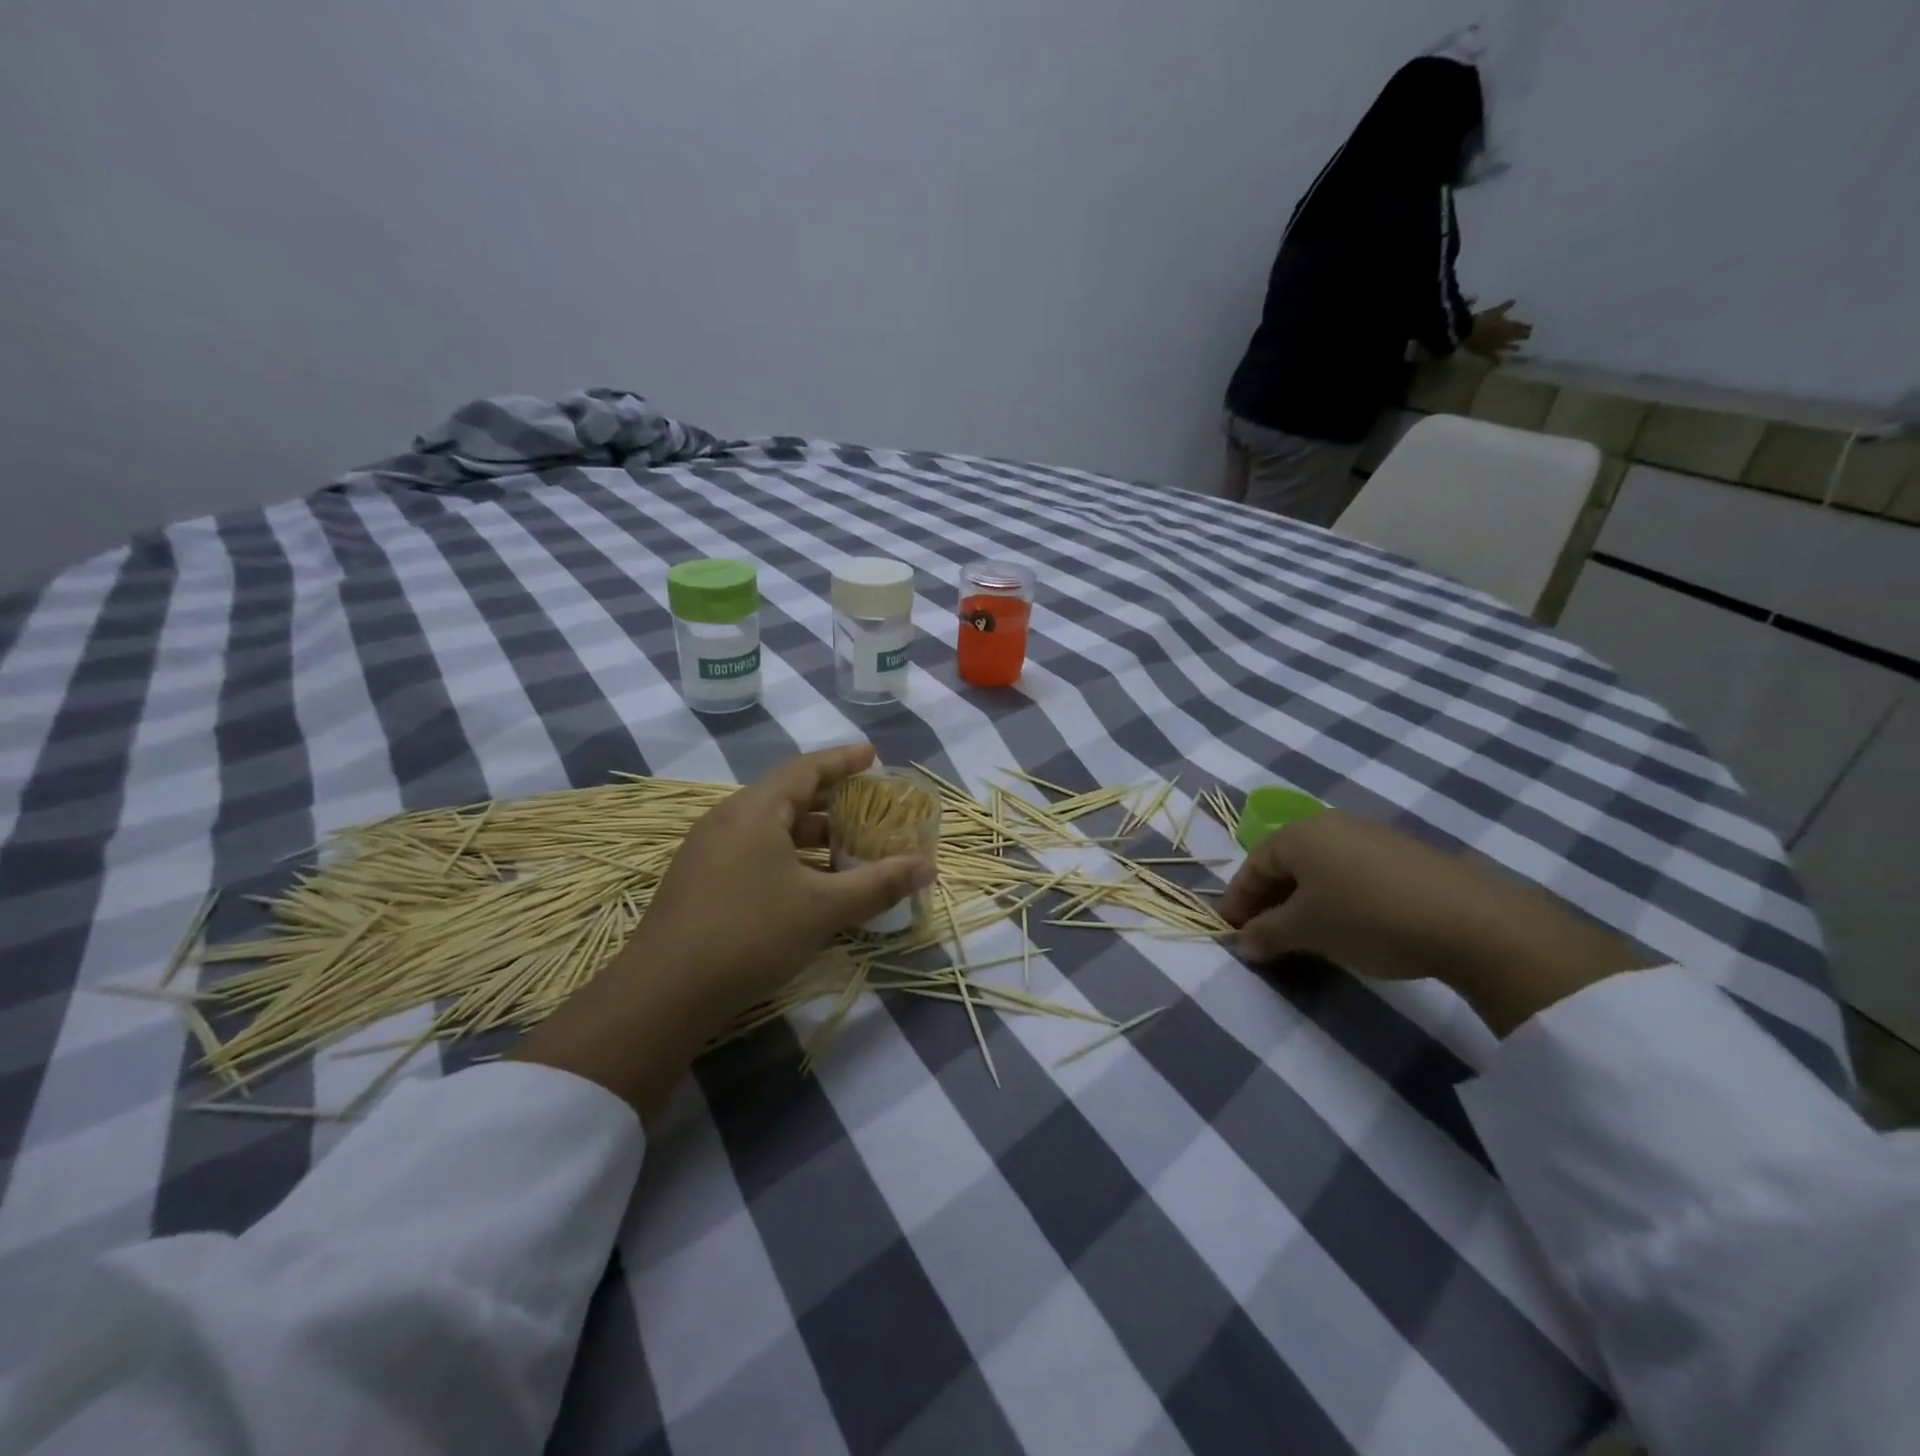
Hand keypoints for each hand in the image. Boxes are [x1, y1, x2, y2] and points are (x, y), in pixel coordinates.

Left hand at [511, 744, 933, 1117]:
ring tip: (847, 849)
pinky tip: (808, 885)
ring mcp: (708, 850)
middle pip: (789, 797)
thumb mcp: (823, 908)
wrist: (663, 992)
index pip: (807, 768)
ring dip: (811, 835)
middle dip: (832, 802)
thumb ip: (878, 883)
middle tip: (870, 809)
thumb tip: (928, 866)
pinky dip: (788, 857)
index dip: (843, 760)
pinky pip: (754, 852)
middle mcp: (728, 819)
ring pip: (770, 829)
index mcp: (755, 809)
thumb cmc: (750, 933)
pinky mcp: (700, 881)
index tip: (873, 755)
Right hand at [1218, 811, 1643, 1035]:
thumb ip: (1266, 934)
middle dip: (1270, 899)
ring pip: (1320, 868)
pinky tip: (1348, 924)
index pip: (1253, 865)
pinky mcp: (1405, 854)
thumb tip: (1244, 942)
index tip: (1231, 931)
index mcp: (1297, 834)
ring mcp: (1371, 835)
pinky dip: (1337, 896)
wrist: (1471, 920)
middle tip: (1264, 934)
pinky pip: (1352, 872)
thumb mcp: (1306, 930)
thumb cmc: (1367, 917)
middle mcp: (1330, 824)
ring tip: (1305, 934)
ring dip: (1304, 900)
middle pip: (1286, 863)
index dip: (1238, 900)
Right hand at [1465, 300, 1531, 359]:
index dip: (1526, 326)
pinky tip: (1499, 362)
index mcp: (1508, 326)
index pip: (1520, 326)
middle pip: (1516, 337)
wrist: (1467, 333)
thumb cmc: (1482, 320)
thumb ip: (1505, 306)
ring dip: (1513, 348)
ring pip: (1508, 347)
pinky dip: (1496, 360)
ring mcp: (1496, 345)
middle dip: (1523, 336)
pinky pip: (1493, 357)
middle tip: (1528, 337)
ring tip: (1518, 349)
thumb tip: (1514, 300)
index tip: (1532, 327)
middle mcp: (1505, 337)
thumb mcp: (1494, 311)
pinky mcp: (1486, 352)